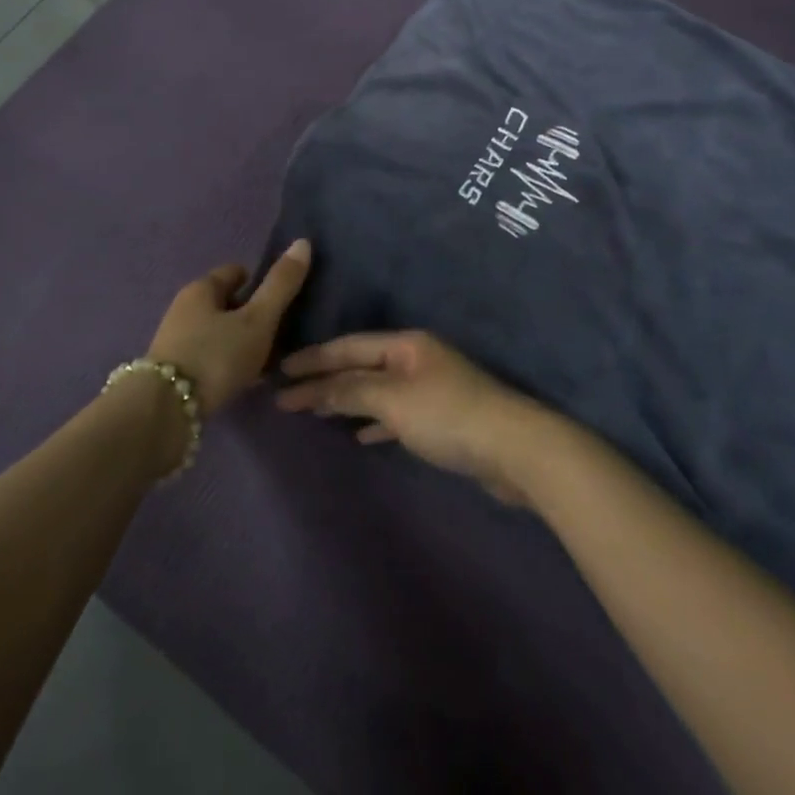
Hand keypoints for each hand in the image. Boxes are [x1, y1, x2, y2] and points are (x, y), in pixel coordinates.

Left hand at [147, 241, 311, 416]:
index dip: (259, 282)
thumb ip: (281, 285)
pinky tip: (242, 380)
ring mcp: (175, 340)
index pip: (235, 272)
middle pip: (225, 303)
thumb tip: (303, 242)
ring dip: (238, 341)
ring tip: (264, 360)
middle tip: (277, 333)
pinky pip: (208, 356)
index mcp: (201, 289)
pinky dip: (226, 362)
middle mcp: (183, 308)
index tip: (280, 300)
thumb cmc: (216, 356)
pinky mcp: (172, 370)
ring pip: (216, 331)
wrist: (164, 412)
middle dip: (249, 314)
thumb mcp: (258, 320)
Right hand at [276, 331, 549, 504]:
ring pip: (377, 390)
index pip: (349, 347)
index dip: (313, 358)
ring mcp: (430, 388)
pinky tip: (359, 435)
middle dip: (325, 380)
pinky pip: (394, 414)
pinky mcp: (440, 419)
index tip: (279, 371)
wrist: (515, 450)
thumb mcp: (394, 400)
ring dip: (346, 400)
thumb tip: (311, 388)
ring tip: (313, 411)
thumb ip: (351, 391)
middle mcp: (417, 359)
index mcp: (406, 345)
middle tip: (286, 394)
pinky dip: (373, 422)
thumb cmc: (449, 416)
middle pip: (361, 366)